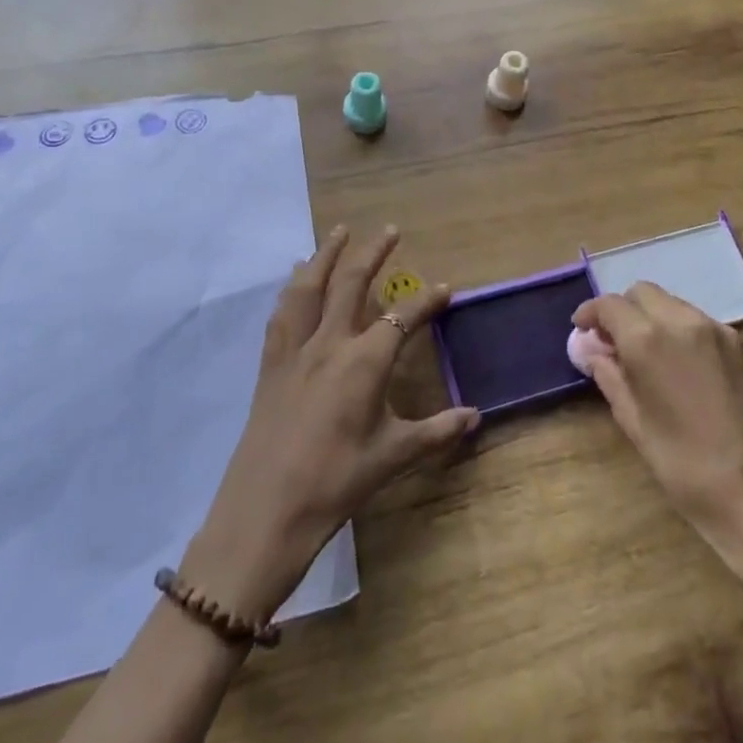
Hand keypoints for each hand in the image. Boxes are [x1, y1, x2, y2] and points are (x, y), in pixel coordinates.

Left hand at [181, 226, 477, 620]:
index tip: (445, 287)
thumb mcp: (393, 457)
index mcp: (364, 362)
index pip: (403, 317)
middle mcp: (329, 343)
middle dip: (373, 253)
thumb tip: (476, 416)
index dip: (427, 300)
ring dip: (325, 255)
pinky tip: (295, 281)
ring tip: (338, 232)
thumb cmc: (336, 482)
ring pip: (310, 288)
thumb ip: (437, 432)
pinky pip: (282, 315)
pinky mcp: (270, 365)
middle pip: (352, 284)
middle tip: (390, 230)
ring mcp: (295, 351)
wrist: (265, 512)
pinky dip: (292, 290)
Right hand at [572, 282, 742, 581]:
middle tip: (611, 342)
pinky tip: (674, 364)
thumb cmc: (687, 469)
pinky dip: (676, 328)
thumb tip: (592, 352)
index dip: (591, 314)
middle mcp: (682, 322)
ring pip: (671, 303)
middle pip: (643, 293)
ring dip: (650, 316)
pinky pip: (696, 321)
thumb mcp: (636, 425)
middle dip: (622, 310)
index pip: (611, 305)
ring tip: (642, 354)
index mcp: (649, 340)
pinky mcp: (739, 346)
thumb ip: (611, 378)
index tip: (581, 330)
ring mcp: (716, 331)